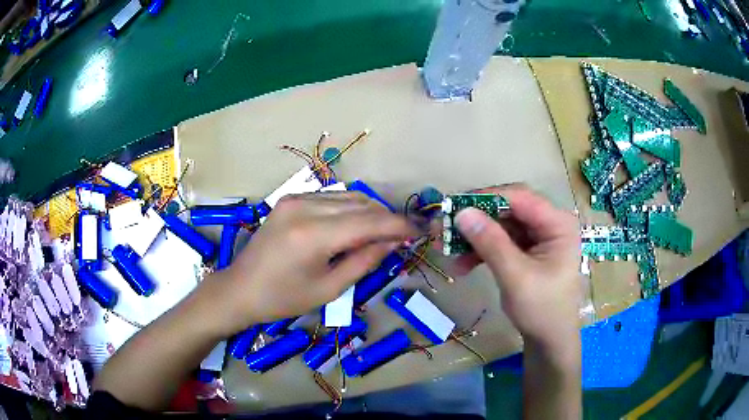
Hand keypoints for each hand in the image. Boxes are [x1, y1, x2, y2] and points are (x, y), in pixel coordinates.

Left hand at [211, 192, 417, 335]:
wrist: (241, 288)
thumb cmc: (283, 298)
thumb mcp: (329, 288)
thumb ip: (364, 260)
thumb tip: (394, 242)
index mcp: (313, 235)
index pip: (370, 221)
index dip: (399, 225)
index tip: (421, 230)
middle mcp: (305, 207)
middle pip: (362, 204)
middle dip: (387, 218)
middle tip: (404, 236)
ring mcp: (295, 199)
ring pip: (348, 197)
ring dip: (371, 212)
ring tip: (383, 233)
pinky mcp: (290, 199)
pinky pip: (332, 199)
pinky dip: (351, 209)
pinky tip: (357, 226)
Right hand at [453, 185, 581, 352]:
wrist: (549, 339)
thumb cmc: (542, 309)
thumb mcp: (516, 277)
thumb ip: (491, 243)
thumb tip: (461, 213)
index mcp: (558, 224)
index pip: (520, 197)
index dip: (486, 197)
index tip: (454, 206)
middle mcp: (549, 223)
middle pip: (508, 209)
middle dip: (476, 220)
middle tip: (445, 228)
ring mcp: (538, 237)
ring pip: (500, 225)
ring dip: (474, 237)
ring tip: (447, 251)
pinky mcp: (527, 250)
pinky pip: (500, 241)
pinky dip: (481, 250)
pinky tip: (462, 265)